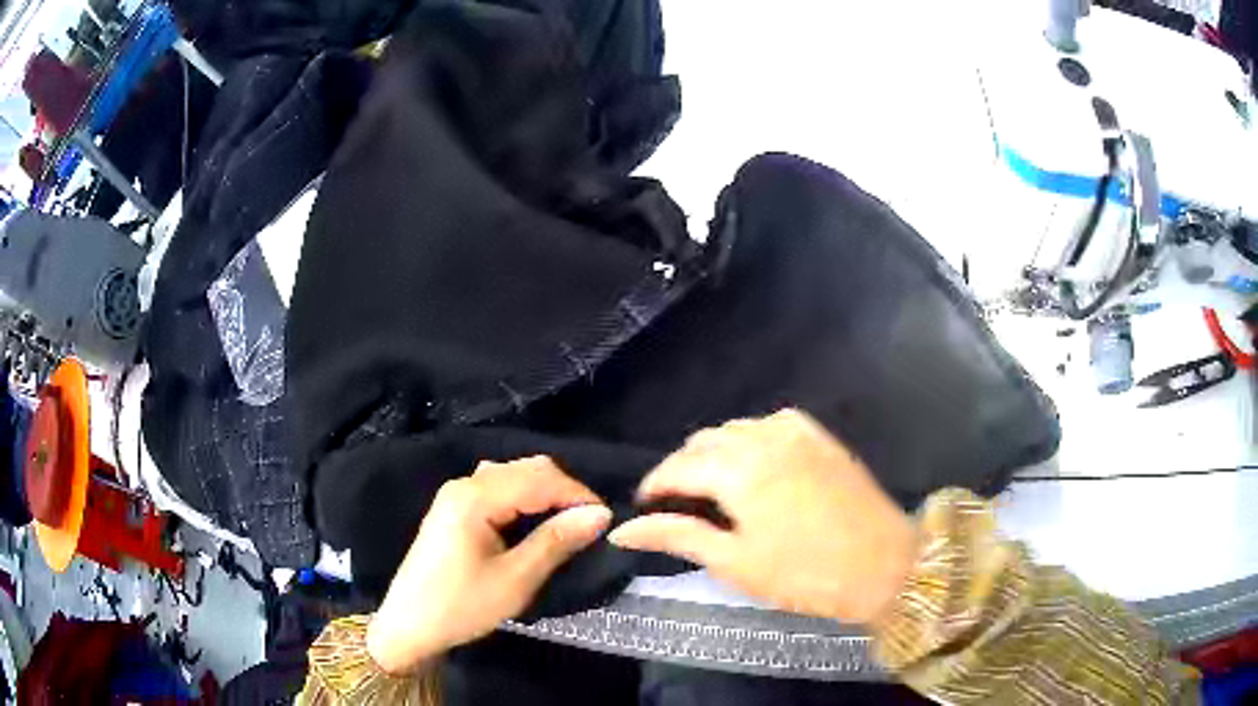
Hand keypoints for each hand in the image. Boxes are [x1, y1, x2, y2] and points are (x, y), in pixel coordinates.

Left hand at [367, 457, 611, 673]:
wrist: (409, 624)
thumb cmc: (461, 605)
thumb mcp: (515, 579)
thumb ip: (556, 541)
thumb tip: (599, 515)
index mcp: (475, 497)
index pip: (540, 478)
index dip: (578, 494)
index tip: (607, 520)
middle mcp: (465, 483)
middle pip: (526, 468)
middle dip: (564, 490)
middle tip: (590, 524)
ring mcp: (456, 493)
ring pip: (513, 475)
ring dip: (545, 492)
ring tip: (567, 523)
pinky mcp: (454, 507)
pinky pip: (498, 487)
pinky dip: (524, 498)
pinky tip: (534, 522)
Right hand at [608, 409, 917, 624]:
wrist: (886, 564)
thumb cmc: (806, 573)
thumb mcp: (735, 562)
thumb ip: (678, 536)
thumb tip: (623, 530)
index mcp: (739, 470)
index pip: (677, 467)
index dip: (654, 486)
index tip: (644, 508)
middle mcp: (763, 437)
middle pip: (703, 442)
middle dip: (682, 469)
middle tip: (678, 507)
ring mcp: (796, 431)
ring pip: (735, 429)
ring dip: (714, 453)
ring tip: (712, 489)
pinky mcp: (819, 436)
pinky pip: (769, 424)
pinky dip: (749, 440)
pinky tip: (754, 465)